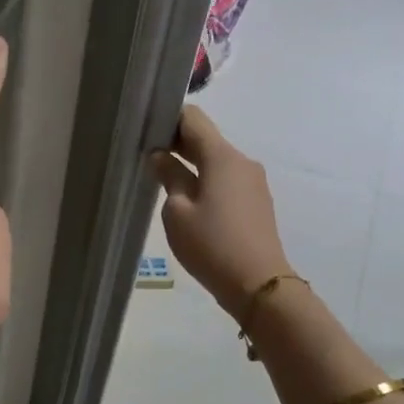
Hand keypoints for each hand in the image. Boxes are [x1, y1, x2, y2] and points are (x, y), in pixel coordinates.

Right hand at [151, 104, 292, 312]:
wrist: (258, 285)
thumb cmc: (211, 244)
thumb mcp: (178, 211)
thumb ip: (169, 176)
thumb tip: (159, 156)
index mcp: (222, 156)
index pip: (193, 118)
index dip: (167, 118)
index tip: (145, 130)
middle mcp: (242, 161)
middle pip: (206, 138)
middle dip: (177, 142)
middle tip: (146, 154)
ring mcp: (253, 182)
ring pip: (216, 160)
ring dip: (191, 163)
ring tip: (164, 180)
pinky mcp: (256, 201)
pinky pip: (227, 179)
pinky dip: (206, 180)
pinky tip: (189, 200)